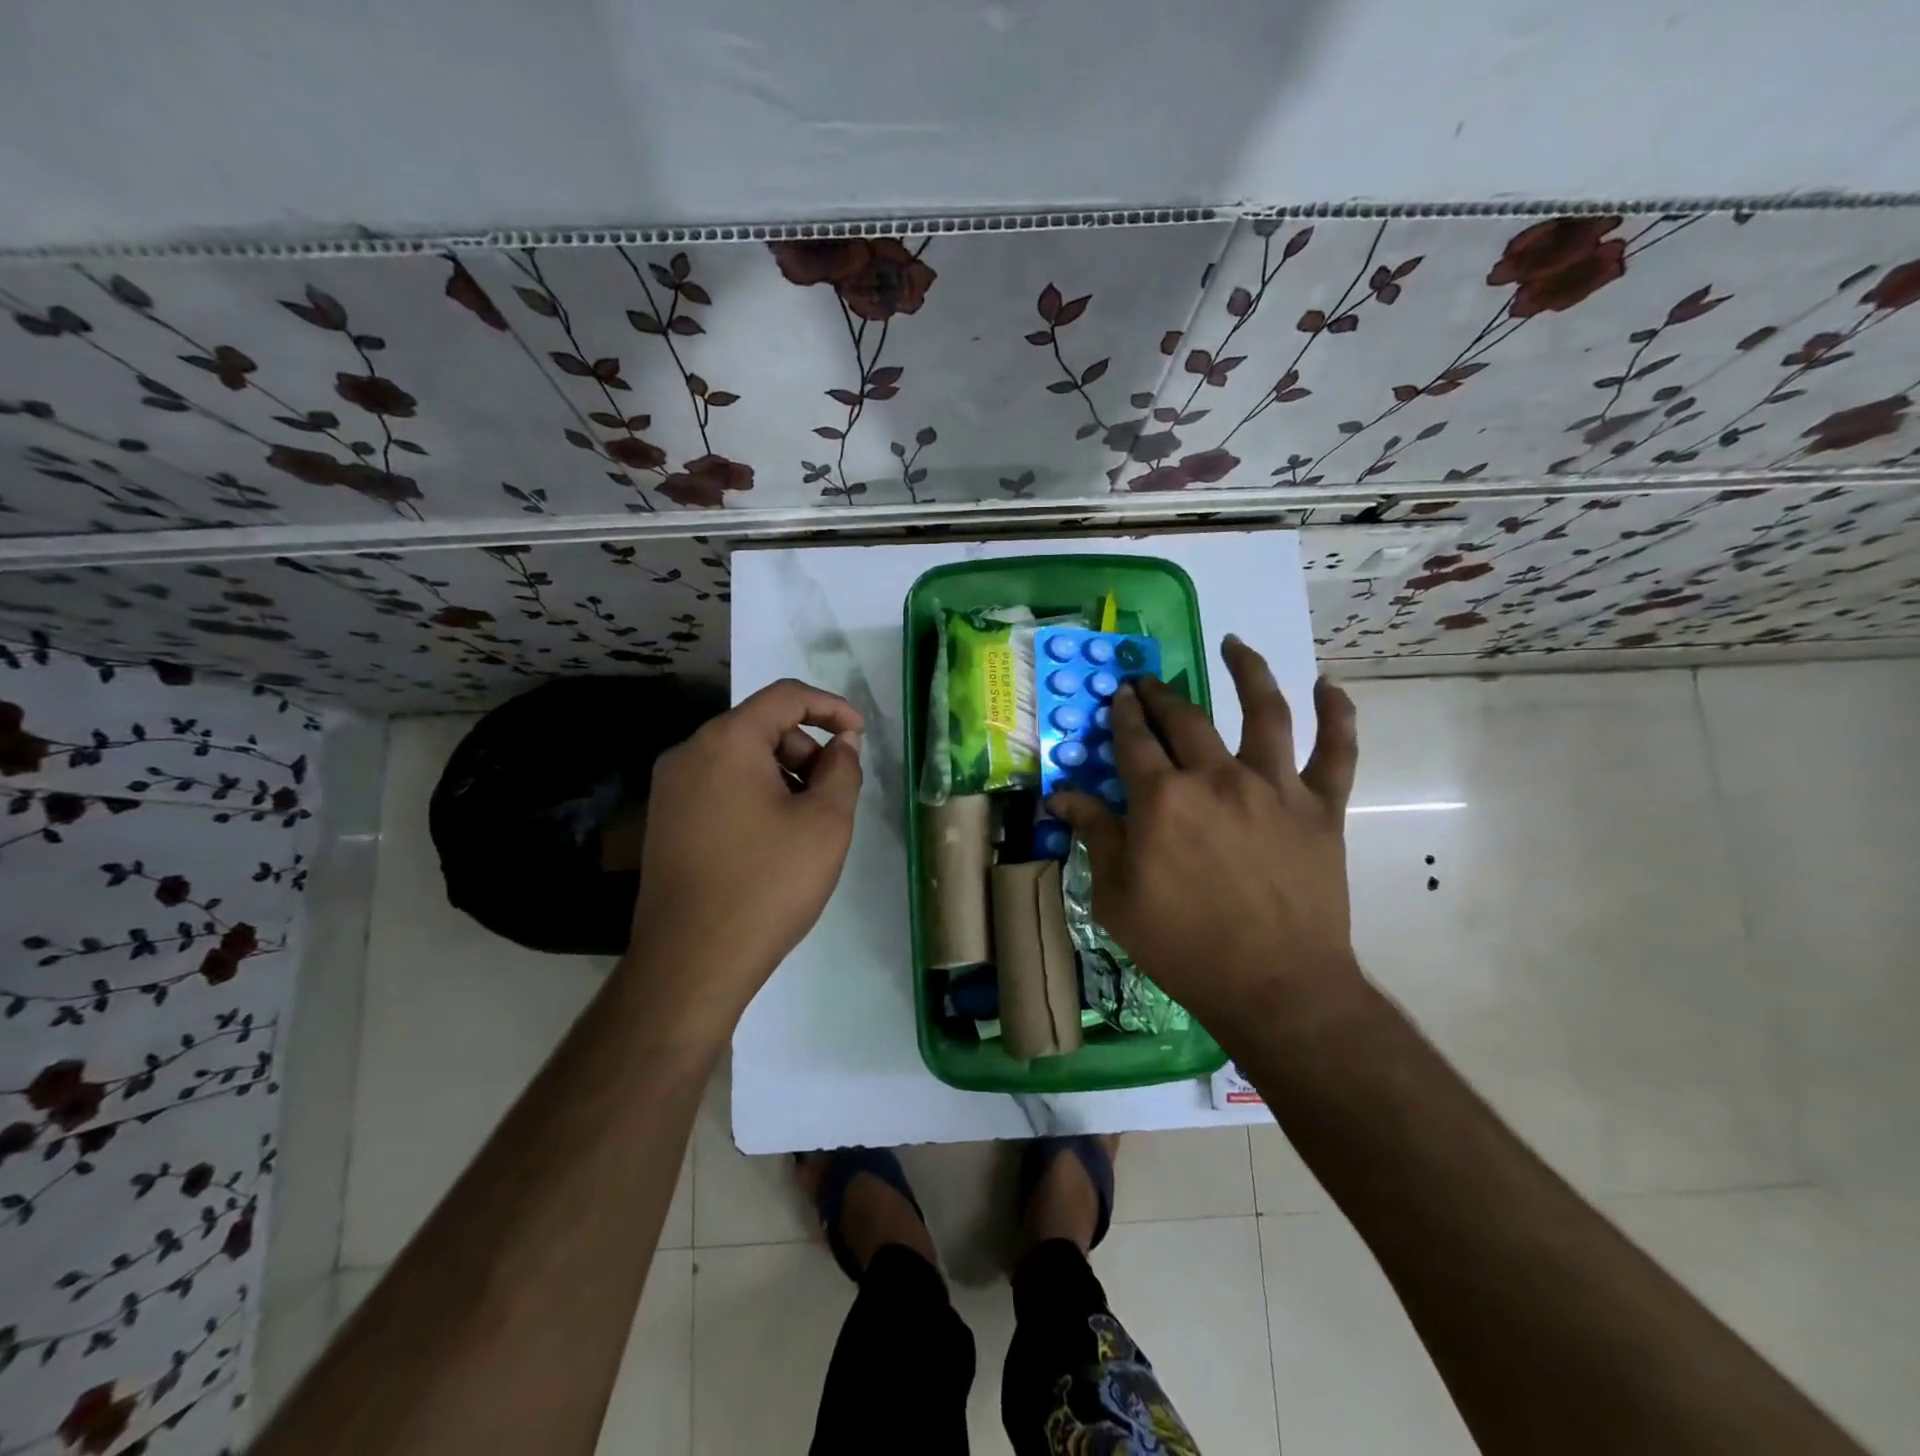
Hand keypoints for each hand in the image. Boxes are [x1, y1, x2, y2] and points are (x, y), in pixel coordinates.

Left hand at [627, 678, 863, 1037]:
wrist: (691, 962)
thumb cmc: (767, 885)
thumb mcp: (825, 823)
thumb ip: (843, 770)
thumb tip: (842, 743)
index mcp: (726, 741)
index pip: (785, 696)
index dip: (831, 707)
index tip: (860, 736)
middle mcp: (689, 753)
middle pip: (760, 726)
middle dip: (806, 749)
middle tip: (834, 793)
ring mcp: (670, 789)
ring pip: (740, 758)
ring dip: (782, 774)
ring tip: (806, 824)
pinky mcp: (665, 821)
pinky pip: (719, 786)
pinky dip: (755, 794)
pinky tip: (773, 840)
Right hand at [1048, 636, 1359, 1029]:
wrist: (1275, 987)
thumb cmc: (1183, 946)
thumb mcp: (1117, 896)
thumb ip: (1094, 835)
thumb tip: (1062, 797)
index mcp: (1163, 799)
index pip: (1133, 741)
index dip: (1122, 715)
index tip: (1118, 697)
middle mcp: (1217, 777)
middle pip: (1185, 718)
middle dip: (1161, 694)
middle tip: (1148, 682)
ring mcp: (1275, 788)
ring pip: (1265, 712)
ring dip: (1248, 671)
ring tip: (1236, 644)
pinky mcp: (1322, 808)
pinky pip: (1337, 752)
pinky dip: (1338, 715)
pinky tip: (1329, 685)